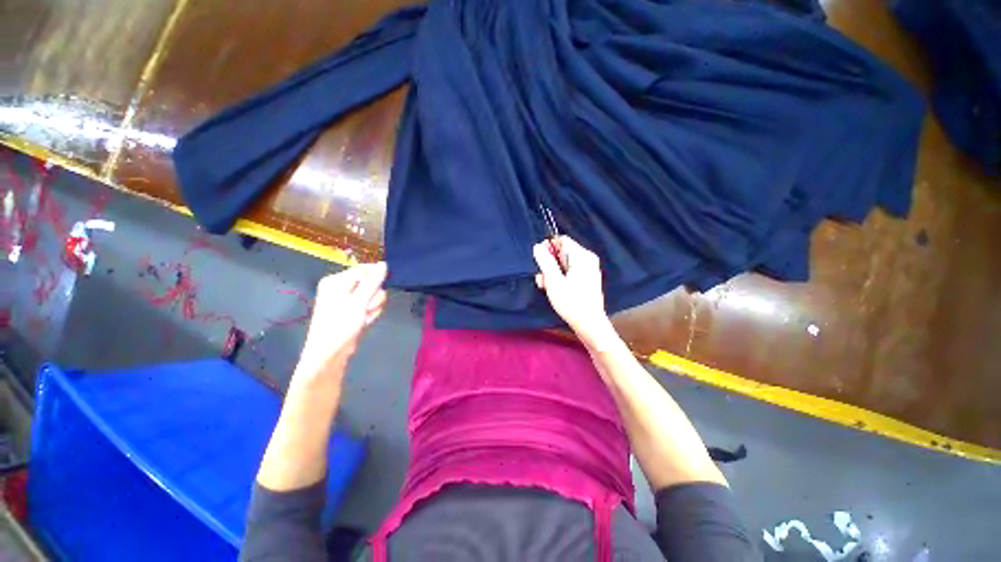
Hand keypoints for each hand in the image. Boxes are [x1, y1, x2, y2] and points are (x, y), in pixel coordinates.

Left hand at [292, 263, 387, 390]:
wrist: (329, 354)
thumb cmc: (340, 324)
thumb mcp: (359, 301)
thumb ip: (373, 282)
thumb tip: (384, 264)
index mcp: (335, 281)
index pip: (363, 270)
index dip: (374, 279)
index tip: (379, 289)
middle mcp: (341, 288)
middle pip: (370, 283)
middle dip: (373, 297)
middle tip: (365, 308)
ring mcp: (348, 301)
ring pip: (373, 296)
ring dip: (372, 307)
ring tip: (363, 318)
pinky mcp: (354, 312)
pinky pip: (370, 307)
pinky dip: (370, 314)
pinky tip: (363, 322)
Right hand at [533, 236, 615, 347]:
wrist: (589, 324)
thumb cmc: (571, 302)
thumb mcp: (554, 281)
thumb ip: (545, 261)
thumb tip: (538, 246)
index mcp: (582, 256)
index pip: (562, 240)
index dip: (548, 248)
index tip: (539, 261)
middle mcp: (587, 259)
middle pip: (562, 253)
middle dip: (549, 264)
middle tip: (542, 279)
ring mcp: (588, 270)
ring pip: (563, 264)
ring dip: (552, 273)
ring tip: (546, 287)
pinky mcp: (586, 280)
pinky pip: (569, 272)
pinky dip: (560, 278)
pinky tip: (553, 290)